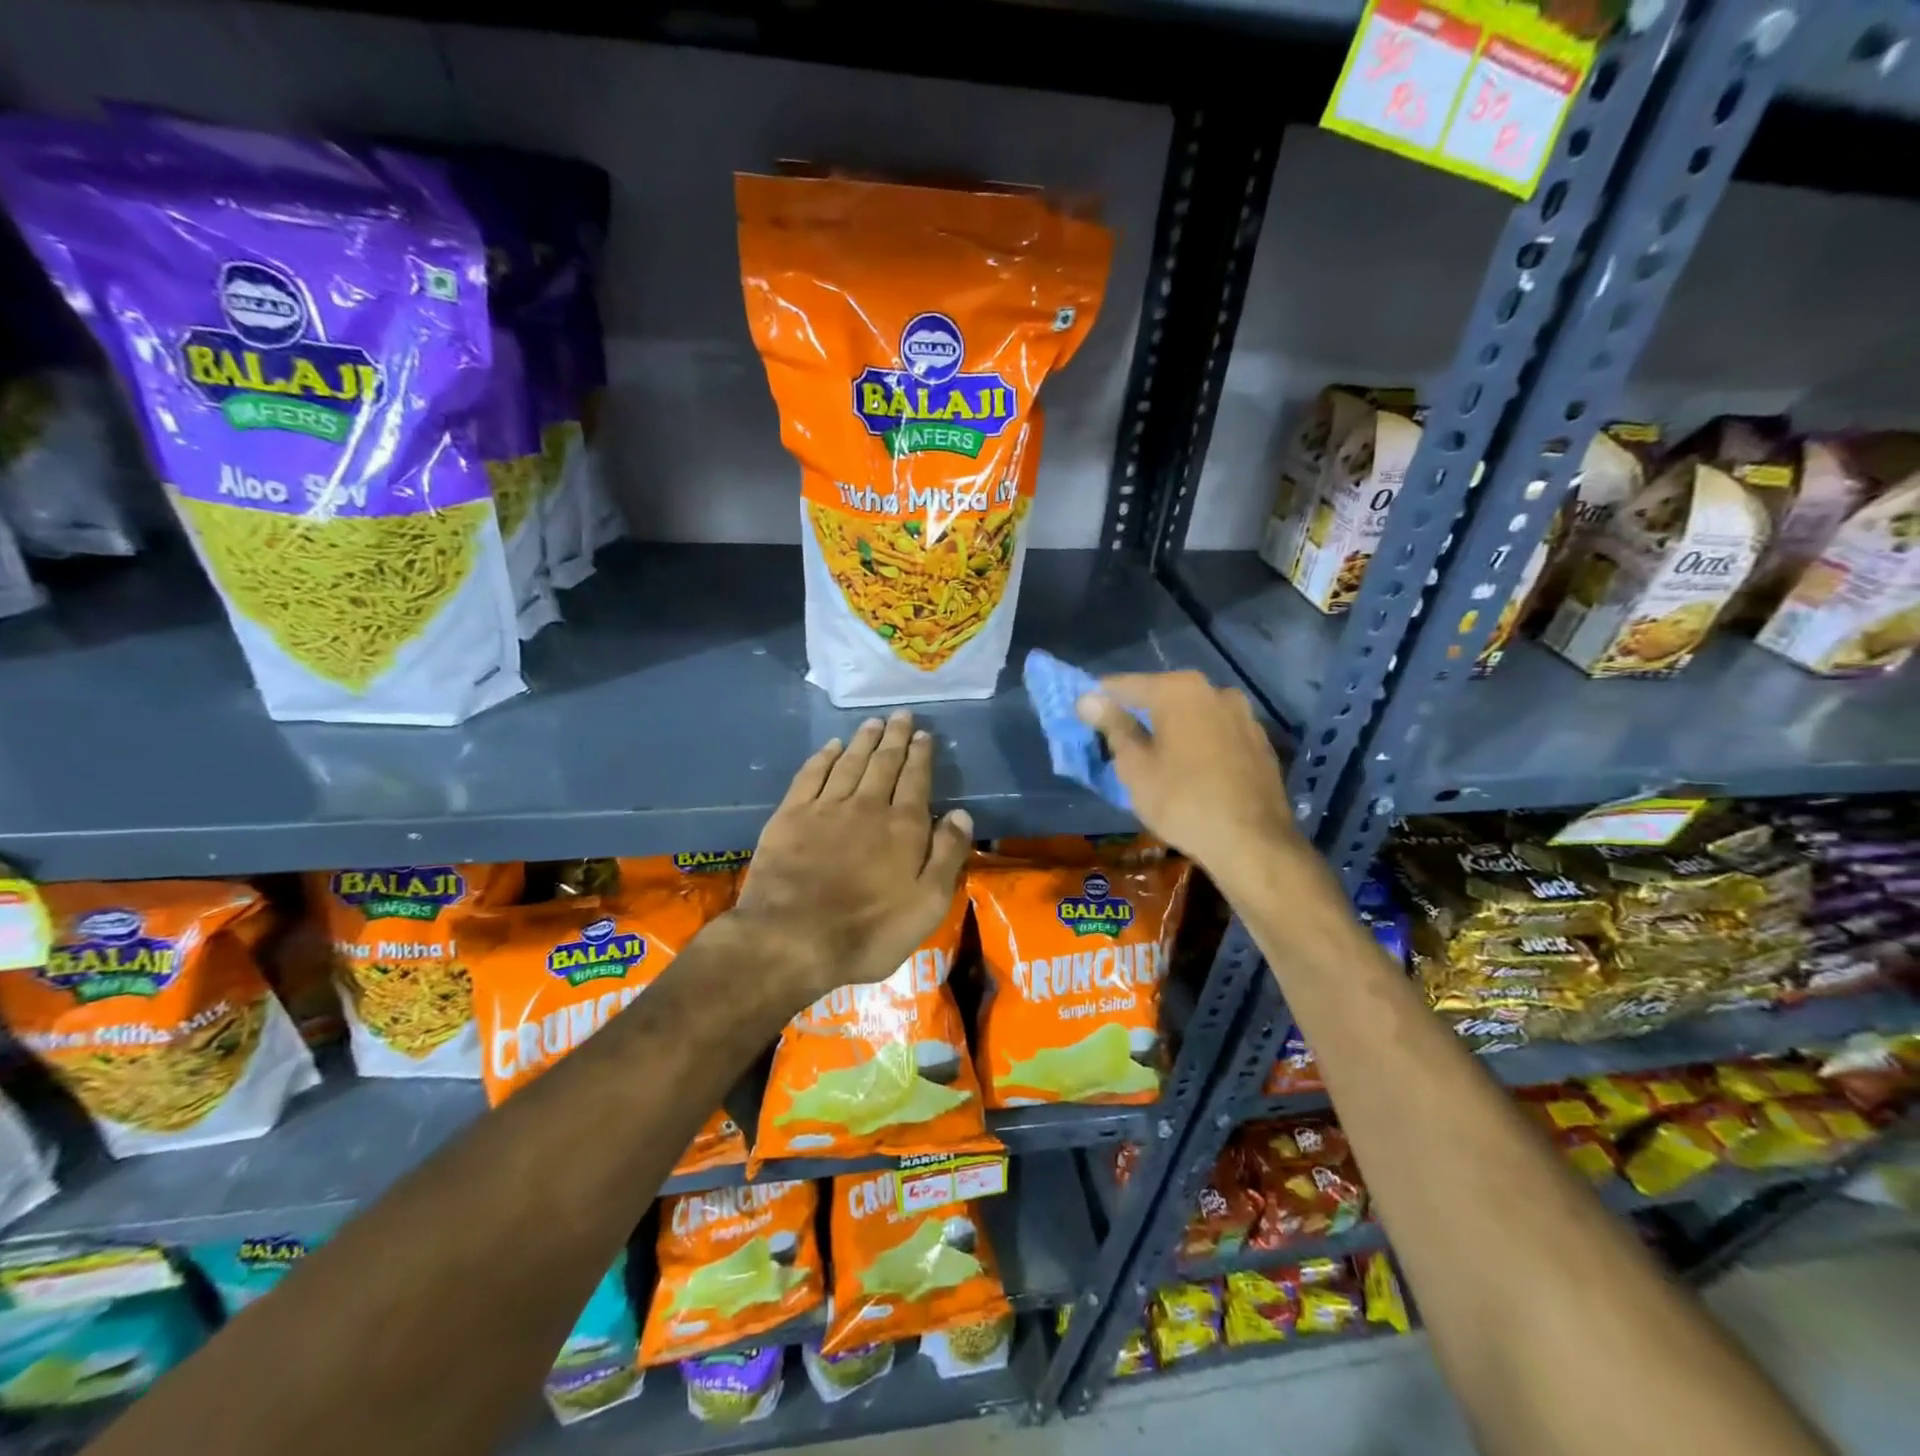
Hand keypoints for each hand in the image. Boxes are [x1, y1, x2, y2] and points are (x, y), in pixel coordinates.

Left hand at [732, 711, 973, 1002]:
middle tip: (902, 716)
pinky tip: (830, 747)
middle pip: (884, 763)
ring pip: (849, 763)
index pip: (916, 780)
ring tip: (873, 723)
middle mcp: (866, 806)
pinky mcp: (790, 816)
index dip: (921, 756)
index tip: (924, 735)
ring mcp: (825, 808)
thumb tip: (960, 813)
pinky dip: (823, 757)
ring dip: (863, 741)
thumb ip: (946, 855)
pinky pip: (811, 775)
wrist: (792, 940)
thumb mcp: (927, 905)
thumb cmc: (869, 931)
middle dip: (895, 738)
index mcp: (902, 827)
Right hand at [1074, 671, 1298, 880]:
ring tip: (1155, 758)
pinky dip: (1199, 743)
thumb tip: (1088, 699)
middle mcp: (1215, 690)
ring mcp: (1243, 715)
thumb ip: (1113, 726)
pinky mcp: (1260, 742)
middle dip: (1138, 714)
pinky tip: (1190, 769)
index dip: (1100, 700)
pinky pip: (1216, 733)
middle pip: (1162, 696)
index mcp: (1179, 689)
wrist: (1253, 843)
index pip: (1124, 685)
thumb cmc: (1182, 801)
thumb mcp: (1135, 766)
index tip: (1083, 717)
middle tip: (1118, 742)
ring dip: (1172, 728)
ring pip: (1193, 714)